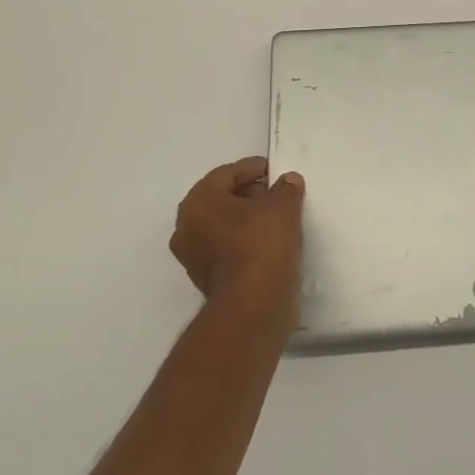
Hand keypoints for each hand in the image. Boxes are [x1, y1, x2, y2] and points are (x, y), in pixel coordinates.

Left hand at [169, 158, 305, 319]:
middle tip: (278, 194)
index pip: (227, 173)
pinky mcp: (206, 279)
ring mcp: (193, 256)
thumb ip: (285, 188)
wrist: (252, 306)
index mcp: (198, 201)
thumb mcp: (282, 207)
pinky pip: (226, 248)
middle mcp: (187, 226)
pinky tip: (270, 243)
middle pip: (222, 199)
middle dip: (250, 193)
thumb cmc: (261, 244)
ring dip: (248, 219)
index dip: (254, 168)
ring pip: (223, 226)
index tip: (276, 172)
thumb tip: (287, 181)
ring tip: (279, 219)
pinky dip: (245, 242)